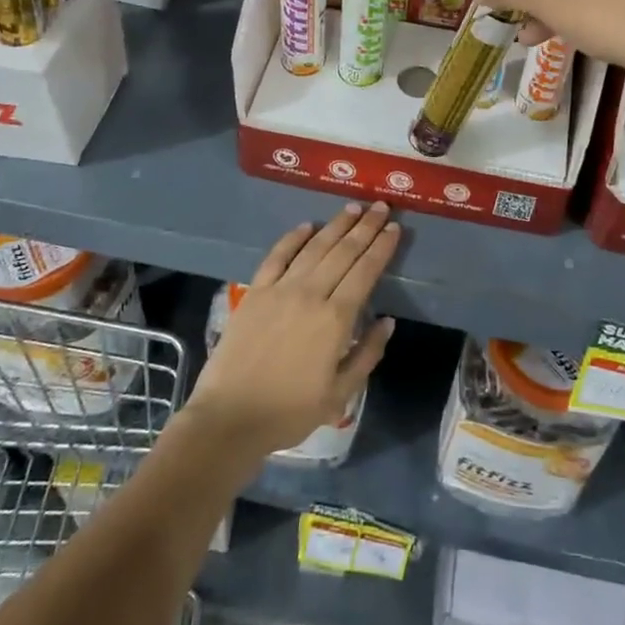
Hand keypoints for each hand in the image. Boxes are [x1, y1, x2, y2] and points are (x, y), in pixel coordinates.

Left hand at [186, 203, 398, 460]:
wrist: (230, 417)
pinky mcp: (255, 292)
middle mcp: (310, 294)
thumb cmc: (290, 411)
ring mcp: (280, 289)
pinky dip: (293, 238)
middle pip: (343, 251)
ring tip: (352, 208)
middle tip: (381, 206)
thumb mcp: (340, 394)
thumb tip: (387, 321)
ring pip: (314, 247)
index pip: (365, 271)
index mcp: (336, 318)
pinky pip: (277, 256)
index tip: (394, 228)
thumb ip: (367, 354)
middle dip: (365, 227)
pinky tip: (306, 226)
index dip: (381, 247)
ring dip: (336, 225)